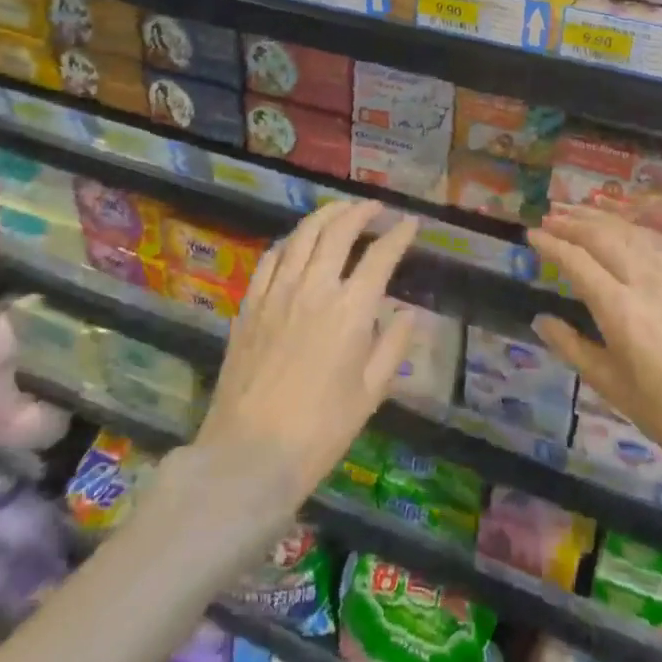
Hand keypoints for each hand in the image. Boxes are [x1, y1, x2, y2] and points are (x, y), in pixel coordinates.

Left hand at [197, 200, 420, 506]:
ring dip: (324, 216)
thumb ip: (393, 346)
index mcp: (351, 310)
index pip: (380, 257)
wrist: (250, 454)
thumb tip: (407, 314)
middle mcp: (314, 288)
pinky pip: (270, 259)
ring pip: (302, 236)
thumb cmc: (320, 430)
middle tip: (374, 207)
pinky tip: (296, 241)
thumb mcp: (370, 394)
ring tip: (340, 210)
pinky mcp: (250, 305)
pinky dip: (289, 241)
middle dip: (360, 212)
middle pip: (338, 232)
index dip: (398, 235)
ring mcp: (277, 293)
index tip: (411, 223)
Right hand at [528, 206, 661, 554]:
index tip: (531, 234)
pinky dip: (634, 229)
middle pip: (604, 236)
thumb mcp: (615, 389)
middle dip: (573, 221)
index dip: (551, 243)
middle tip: (550, 215)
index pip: (577, 261)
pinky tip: (626, 231)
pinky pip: (659, 243)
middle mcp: (647, 281)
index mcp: (621, 310)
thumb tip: (541, 320)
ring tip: (580, 212)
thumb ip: (574, 348)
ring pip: (634, 232)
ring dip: (603, 218)